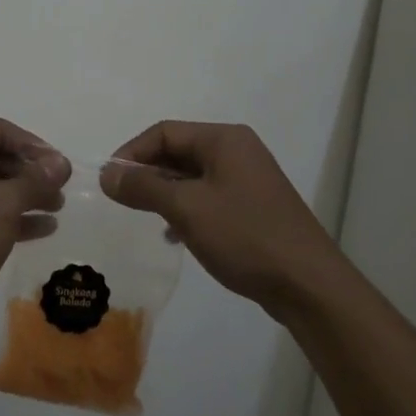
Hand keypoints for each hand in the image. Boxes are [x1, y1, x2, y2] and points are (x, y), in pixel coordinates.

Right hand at [102, 121, 338, 314]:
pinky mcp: (252, 206)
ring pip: (192, 176)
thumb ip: (144, 187)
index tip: (110, 182)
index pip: (164, 131)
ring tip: (146, 218)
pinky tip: (175, 235)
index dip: (132, 153)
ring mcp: (247, 178)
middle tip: (123, 201)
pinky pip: (208, 196)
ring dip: (165, 193)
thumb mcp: (187, 209)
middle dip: (148, 173)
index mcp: (224, 139)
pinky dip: (186, 209)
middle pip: (179, 150)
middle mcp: (237, 150)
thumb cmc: (245, 236)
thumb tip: (108, 174)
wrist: (308, 283)